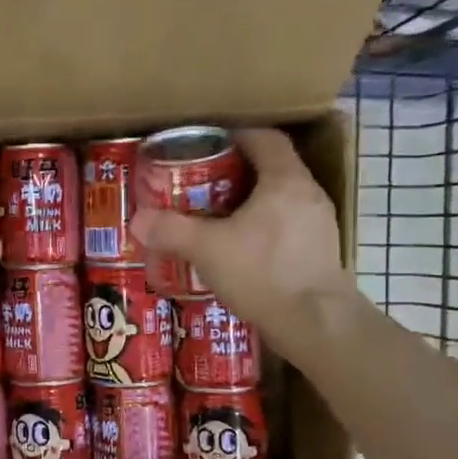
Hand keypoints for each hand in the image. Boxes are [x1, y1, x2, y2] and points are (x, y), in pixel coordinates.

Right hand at [130, 128, 352, 340]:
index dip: (236, 134)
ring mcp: (319, 225)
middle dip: (237, 172)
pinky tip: (241, 250)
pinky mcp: (320, 252)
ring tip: (217, 217)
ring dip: (251, 202)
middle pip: (272, 167)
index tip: (208, 143)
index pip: (265, 138)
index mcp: (285, 180)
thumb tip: (137, 220)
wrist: (315, 324)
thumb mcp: (207, 249)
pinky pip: (288, 226)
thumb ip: (171, 230)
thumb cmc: (262, 273)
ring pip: (281, 199)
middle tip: (202, 183)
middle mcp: (308, 194)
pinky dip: (263, 228)